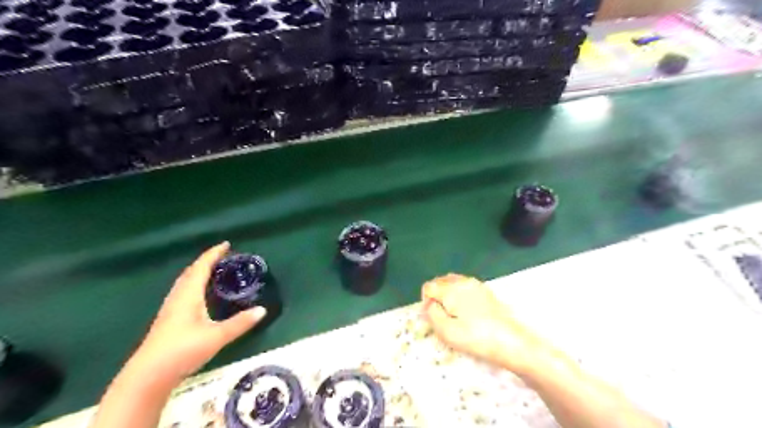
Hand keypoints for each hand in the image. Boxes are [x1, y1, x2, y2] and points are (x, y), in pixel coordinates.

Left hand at [129, 243, 265, 381]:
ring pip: (185, 283)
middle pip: (190, 272)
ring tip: (213, 271)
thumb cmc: (182, 350)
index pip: (201, 267)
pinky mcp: (168, 320)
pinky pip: (183, 292)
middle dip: (206, 261)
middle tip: (222, 256)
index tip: (226, 244)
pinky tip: (199, 295)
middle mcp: (178, 298)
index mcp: (188, 295)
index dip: (213, 254)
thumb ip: (240, 323)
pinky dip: (194, 285)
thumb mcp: (216, 336)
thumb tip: (262, 310)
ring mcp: (170, 309)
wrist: (147, 376)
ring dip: (198, 272)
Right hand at [419, 274, 544, 373]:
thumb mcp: (447, 331)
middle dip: (436, 296)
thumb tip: (429, 304)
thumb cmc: (475, 337)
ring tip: (453, 315)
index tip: (432, 318)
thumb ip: (432, 314)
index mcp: (451, 289)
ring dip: (448, 295)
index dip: (426, 302)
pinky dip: (460, 296)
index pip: (428, 287)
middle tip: (441, 318)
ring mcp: (476, 285)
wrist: (511, 341)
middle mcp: (462, 281)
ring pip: (453, 283)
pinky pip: (465, 287)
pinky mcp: (486, 291)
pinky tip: (467, 313)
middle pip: (440, 282)